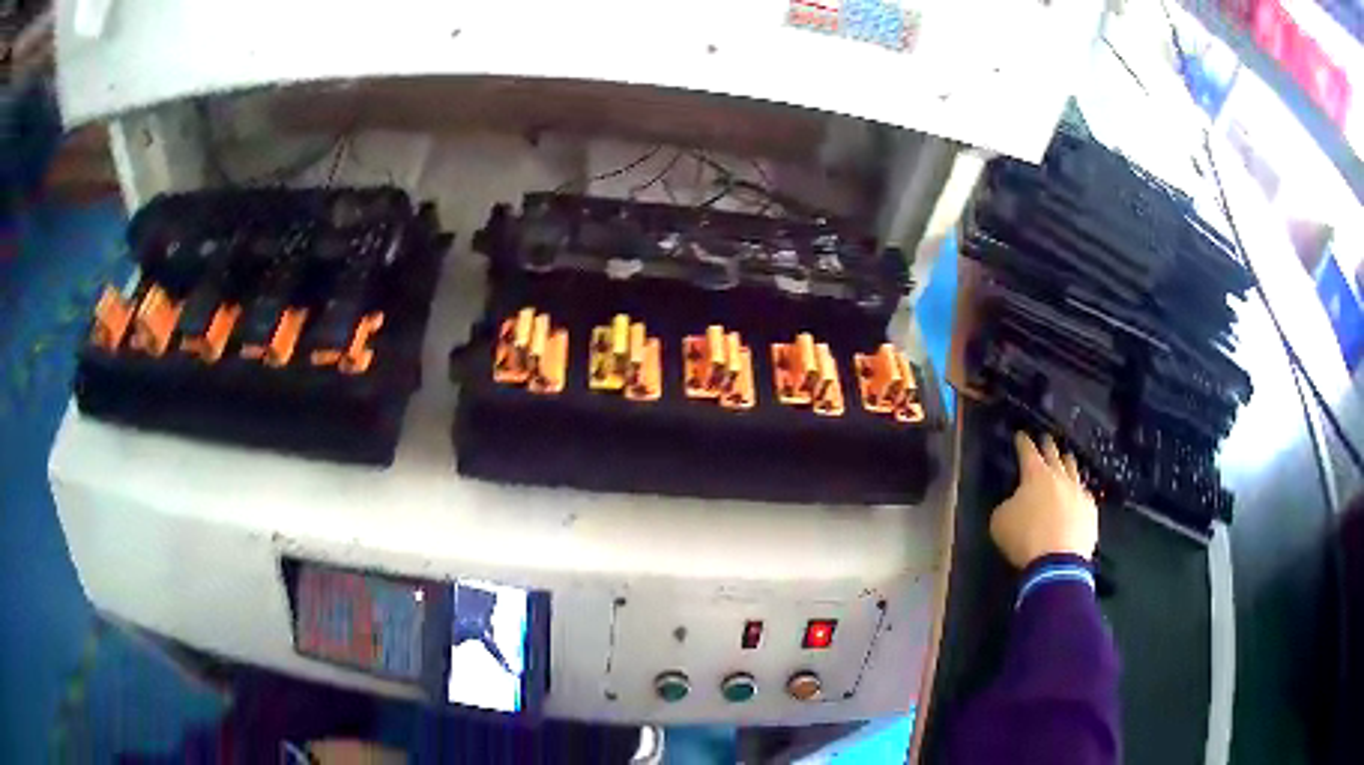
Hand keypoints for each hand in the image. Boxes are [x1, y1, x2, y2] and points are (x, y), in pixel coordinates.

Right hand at [989, 431, 1098, 567]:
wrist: (1058, 562)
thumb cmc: (1025, 538)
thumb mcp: (1000, 520)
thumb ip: (1008, 505)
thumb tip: (1015, 503)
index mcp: (1035, 475)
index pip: (1027, 451)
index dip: (1023, 442)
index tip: (1020, 435)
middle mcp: (1059, 477)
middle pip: (1054, 454)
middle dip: (1048, 445)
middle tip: (1046, 438)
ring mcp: (1078, 492)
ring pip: (1074, 470)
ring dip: (1068, 463)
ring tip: (1066, 458)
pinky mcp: (1090, 510)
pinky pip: (1084, 494)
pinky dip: (1079, 491)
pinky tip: (1078, 493)